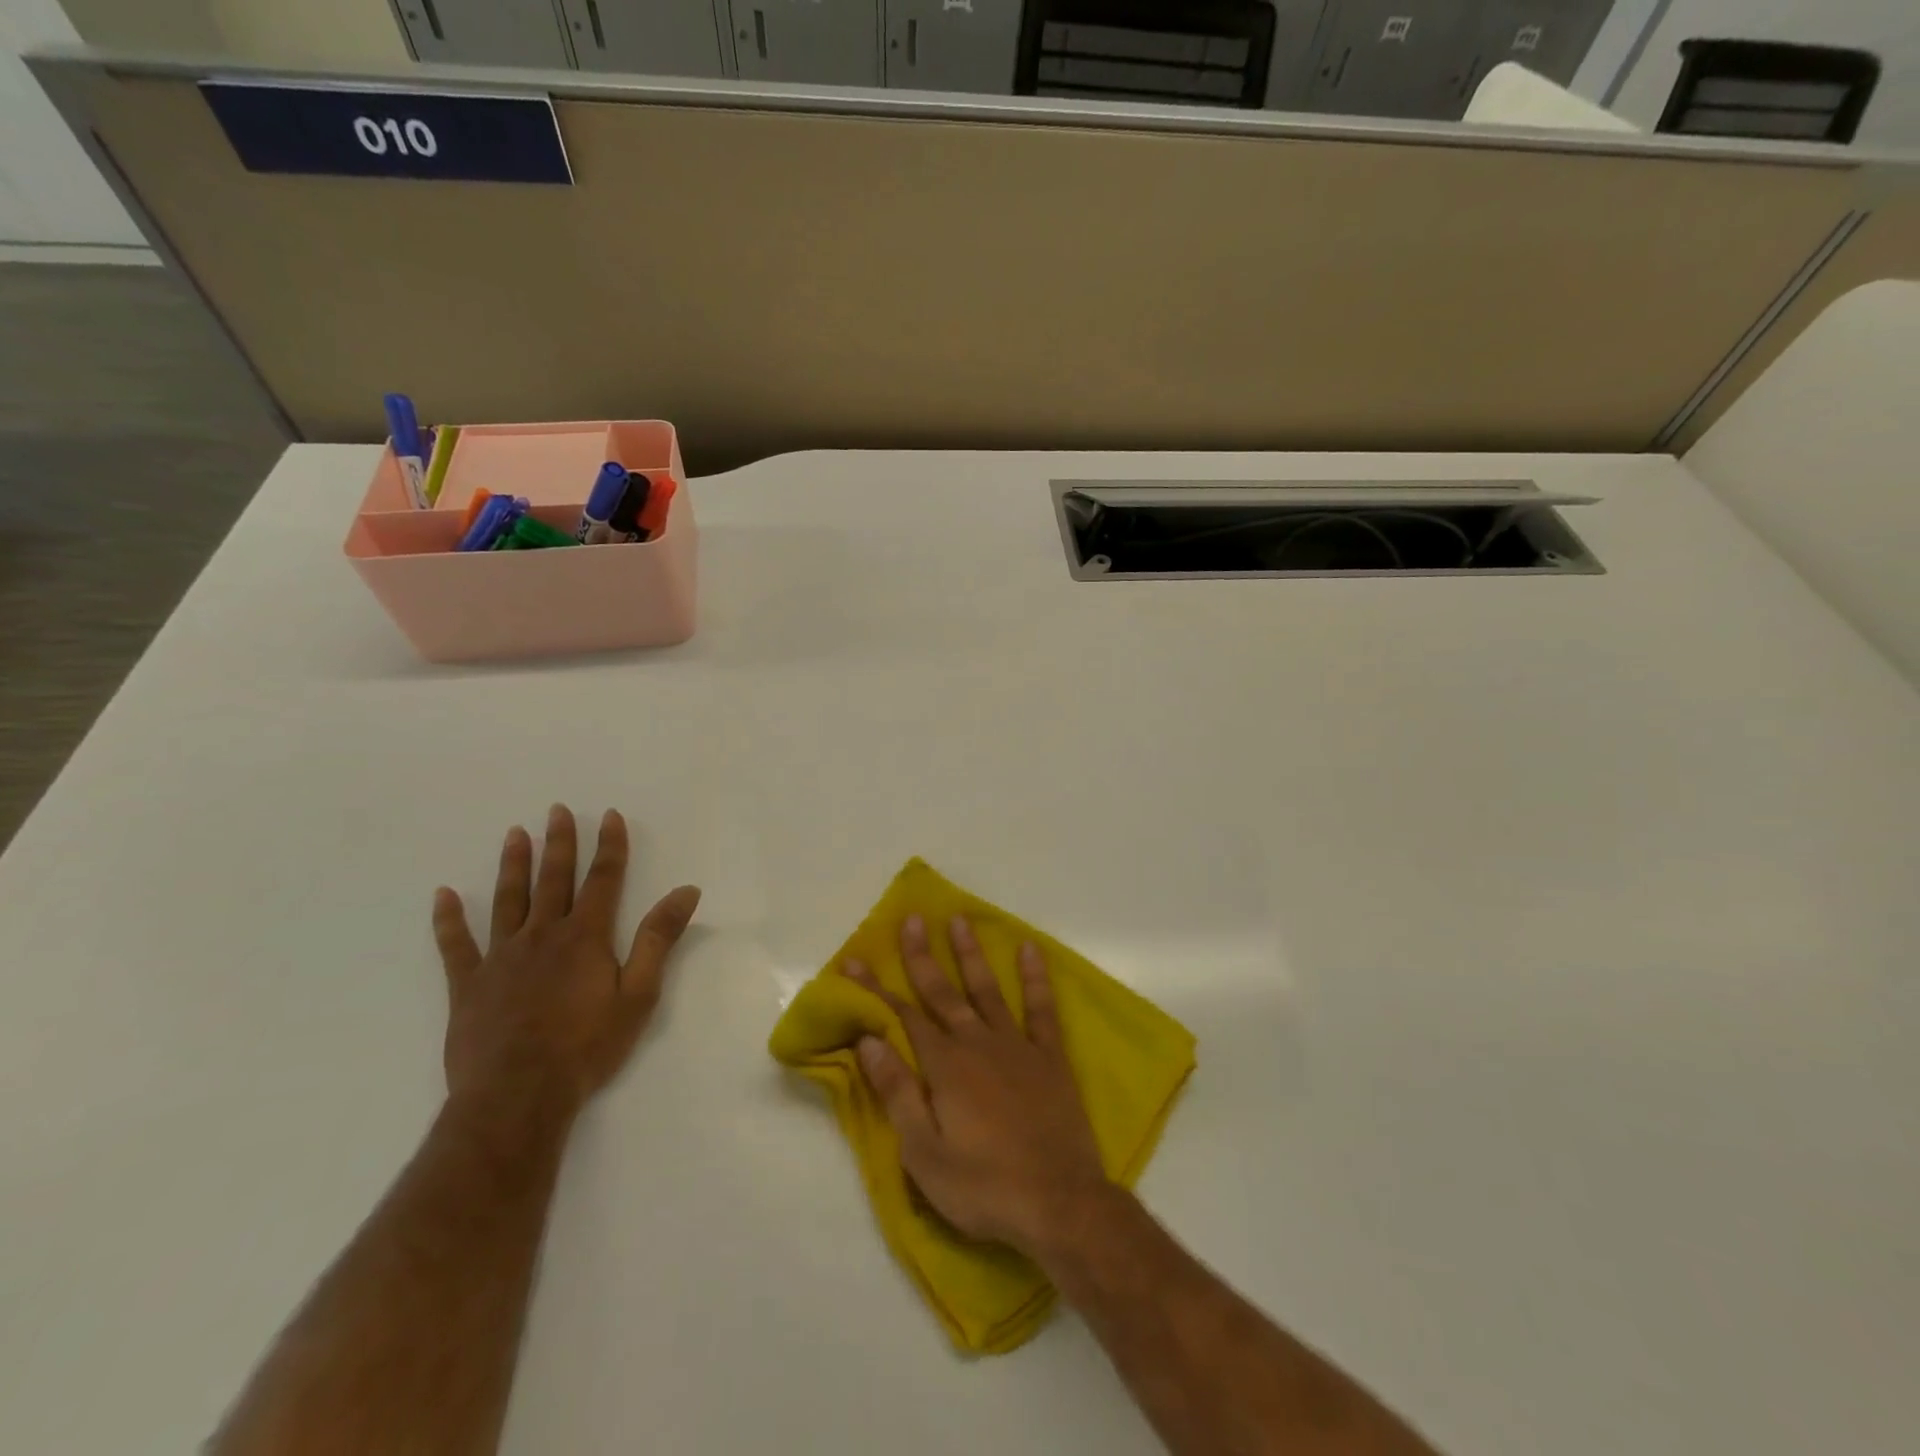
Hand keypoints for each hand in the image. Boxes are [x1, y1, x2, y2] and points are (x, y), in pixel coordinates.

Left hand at [432, 805, 700, 1116]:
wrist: (518, 1095)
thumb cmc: (587, 1045)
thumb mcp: (639, 994)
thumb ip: (659, 939)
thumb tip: (686, 891)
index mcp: (585, 937)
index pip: (603, 879)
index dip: (609, 846)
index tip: (608, 815)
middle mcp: (542, 935)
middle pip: (553, 880)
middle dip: (559, 843)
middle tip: (556, 810)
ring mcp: (500, 958)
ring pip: (508, 901)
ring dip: (513, 866)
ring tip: (515, 834)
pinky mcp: (468, 985)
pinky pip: (455, 945)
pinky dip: (448, 920)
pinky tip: (443, 895)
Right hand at [842, 914, 1111, 1257]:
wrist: (1059, 1202)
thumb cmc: (984, 1186)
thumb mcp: (924, 1153)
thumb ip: (898, 1092)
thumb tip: (869, 1042)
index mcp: (944, 1066)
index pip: (902, 1017)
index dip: (876, 988)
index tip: (854, 959)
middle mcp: (977, 1043)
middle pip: (942, 993)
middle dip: (922, 956)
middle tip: (911, 919)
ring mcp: (1017, 1046)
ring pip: (987, 989)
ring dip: (970, 955)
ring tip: (959, 920)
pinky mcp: (1050, 1057)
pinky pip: (1041, 1008)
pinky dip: (1035, 978)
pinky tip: (1030, 950)